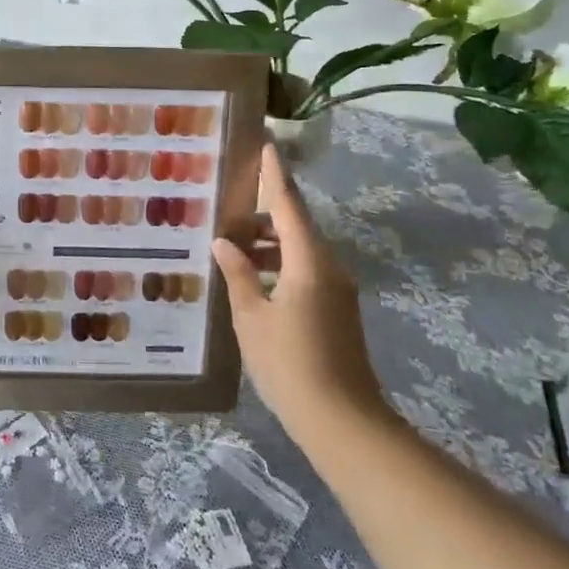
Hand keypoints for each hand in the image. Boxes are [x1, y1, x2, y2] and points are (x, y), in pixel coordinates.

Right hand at [213, 143, 386, 447]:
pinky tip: (252, 277)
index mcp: (308, 262)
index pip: (289, 205)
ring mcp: (336, 289)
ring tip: (231, 244)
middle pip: (295, 225)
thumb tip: (225, 243)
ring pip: (299, 249)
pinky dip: (279, 263)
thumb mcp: (252, 318)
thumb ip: (239, 275)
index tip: (266, 144)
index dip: (276, 174)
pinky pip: (305, 269)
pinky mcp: (336, 309)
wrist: (343, 423)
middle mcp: (328, 267)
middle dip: (264, 212)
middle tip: (227, 205)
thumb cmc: (290, 365)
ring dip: (269, 242)